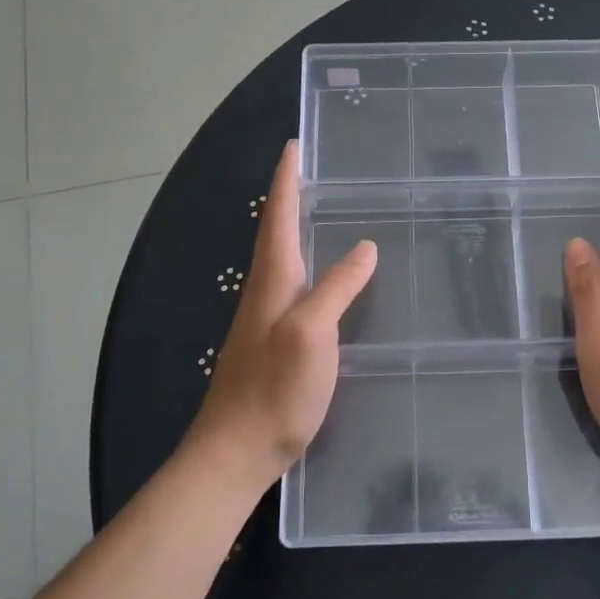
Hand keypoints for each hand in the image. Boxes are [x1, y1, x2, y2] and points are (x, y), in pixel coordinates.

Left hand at [189, 140, 376, 484]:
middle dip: (290, 198)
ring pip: (281, 261)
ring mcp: (265, 320)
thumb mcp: (312, 333)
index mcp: (272, 282)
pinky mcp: (272, 345)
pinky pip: (290, 289)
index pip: (278, 218)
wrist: (235, 452)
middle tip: (313, 173)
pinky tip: (322, 281)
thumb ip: (336, 287)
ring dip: (294, 230)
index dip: (286, 181)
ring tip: (319, 214)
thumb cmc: (274, 389)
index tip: (293, 146)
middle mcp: (264, 293)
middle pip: (275, 234)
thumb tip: (364, 246)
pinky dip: (305, 267)